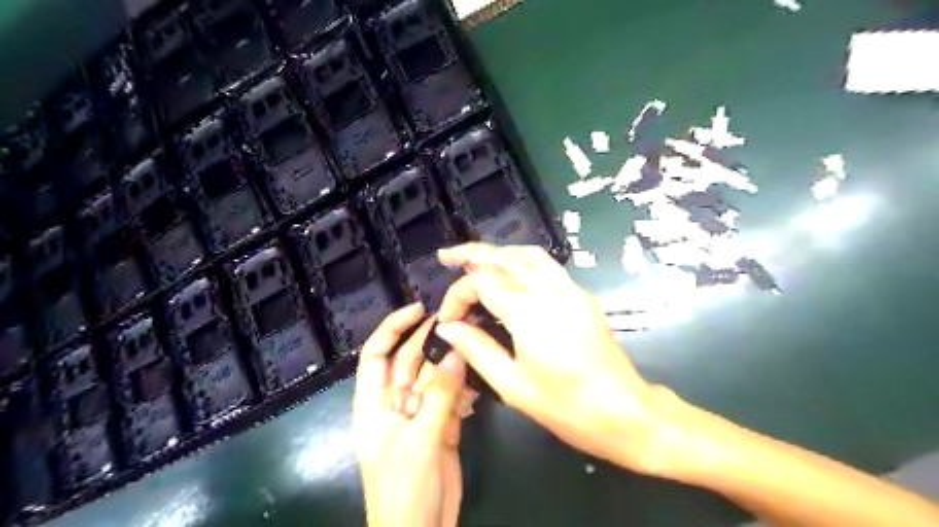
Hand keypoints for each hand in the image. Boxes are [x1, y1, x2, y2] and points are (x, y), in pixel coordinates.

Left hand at [353, 302, 473, 526]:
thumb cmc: (405, 489)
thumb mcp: (420, 439)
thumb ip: (439, 396)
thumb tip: (455, 353)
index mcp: (374, 404)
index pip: (375, 355)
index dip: (392, 328)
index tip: (418, 309)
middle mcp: (395, 404)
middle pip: (409, 362)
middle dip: (429, 341)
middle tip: (458, 320)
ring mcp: (419, 414)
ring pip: (434, 378)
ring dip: (451, 364)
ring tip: (473, 342)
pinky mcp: (440, 426)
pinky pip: (451, 398)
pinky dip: (463, 389)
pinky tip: (477, 381)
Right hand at [429, 243, 682, 476]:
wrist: (625, 412)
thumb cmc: (566, 406)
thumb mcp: (512, 385)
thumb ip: (476, 349)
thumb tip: (447, 328)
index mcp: (529, 312)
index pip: (483, 281)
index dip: (458, 294)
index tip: (448, 320)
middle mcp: (550, 291)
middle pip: (504, 258)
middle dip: (472, 254)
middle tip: (446, 257)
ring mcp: (570, 289)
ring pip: (528, 255)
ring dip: (498, 253)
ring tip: (475, 260)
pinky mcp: (582, 296)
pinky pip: (547, 266)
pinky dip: (521, 261)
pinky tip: (510, 274)